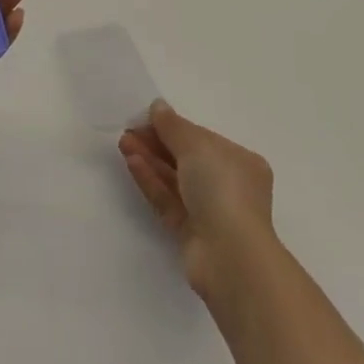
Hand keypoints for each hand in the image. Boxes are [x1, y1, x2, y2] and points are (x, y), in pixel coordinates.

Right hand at [118, 100, 275, 297]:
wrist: (230, 257)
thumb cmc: (222, 189)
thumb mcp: (197, 146)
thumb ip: (173, 126)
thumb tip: (157, 106)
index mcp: (240, 162)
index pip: (202, 139)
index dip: (174, 127)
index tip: (146, 118)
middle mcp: (227, 186)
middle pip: (186, 159)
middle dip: (157, 143)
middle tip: (128, 131)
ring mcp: (209, 212)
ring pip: (174, 180)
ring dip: (149, 160)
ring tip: (123, 143)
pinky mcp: (190, 233)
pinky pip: (168, 200)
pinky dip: (151, 181)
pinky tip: (132, 163)